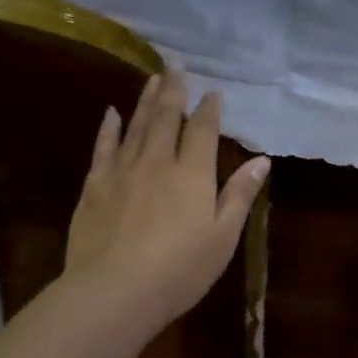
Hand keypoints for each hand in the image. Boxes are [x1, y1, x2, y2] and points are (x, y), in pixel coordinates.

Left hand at [64, 72, 268, 332]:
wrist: (115, 291)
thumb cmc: (180, 269)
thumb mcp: (223, 237)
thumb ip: (240, 195)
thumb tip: (261, 160)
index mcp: (193, 174)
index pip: (203, 131)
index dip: (209, 110)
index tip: (213, 92)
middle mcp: (158, 162)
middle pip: (167, 118)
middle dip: (174, 91)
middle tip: (176, 66)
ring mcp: (123, 171)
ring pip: (137, 126)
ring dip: (146, 101)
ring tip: (152, 79)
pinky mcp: (95, 186)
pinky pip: (104, 148)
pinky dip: (109, 128)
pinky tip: (111, 113)